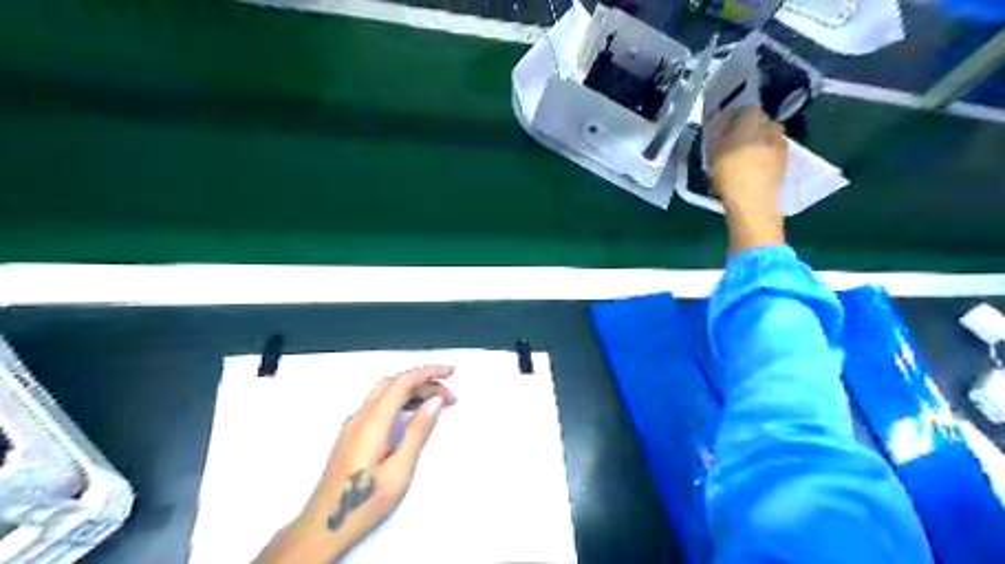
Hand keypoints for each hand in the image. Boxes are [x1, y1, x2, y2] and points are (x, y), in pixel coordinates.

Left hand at [253, 366, 458, 563]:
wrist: (323, 527)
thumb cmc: (365, 502)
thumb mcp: (399, 471)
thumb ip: (417, 432)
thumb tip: (435, 401)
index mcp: (372, 423)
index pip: (402, 383)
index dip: (428, 373)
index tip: (451, 372)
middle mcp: (360, 417)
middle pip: (393, 383)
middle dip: (423, 381)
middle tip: (449, 395)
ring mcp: (353, 425)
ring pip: (385, 392)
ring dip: (412, 390)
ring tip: (436, 404)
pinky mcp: (352, 434)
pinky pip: (379, 404)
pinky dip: (400, 399)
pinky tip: (412, 414)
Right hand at [709, 103, 788, 252]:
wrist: (753, 205)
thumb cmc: (730, 178)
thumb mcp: (715, 154)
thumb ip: (720, 135)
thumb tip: (723, 122)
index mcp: (752, 125)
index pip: (749, 109)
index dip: (738, 115)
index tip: (727, 125)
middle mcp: (771, 130)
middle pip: (763, 122)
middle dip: (752, 127)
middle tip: (737, 140)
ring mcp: (781, 147)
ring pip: (771, 137)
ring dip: (761, 141)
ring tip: (747, 156)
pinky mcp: (785, 163)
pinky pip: (774, 152)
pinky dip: (766, 155)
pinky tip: (755, 169)